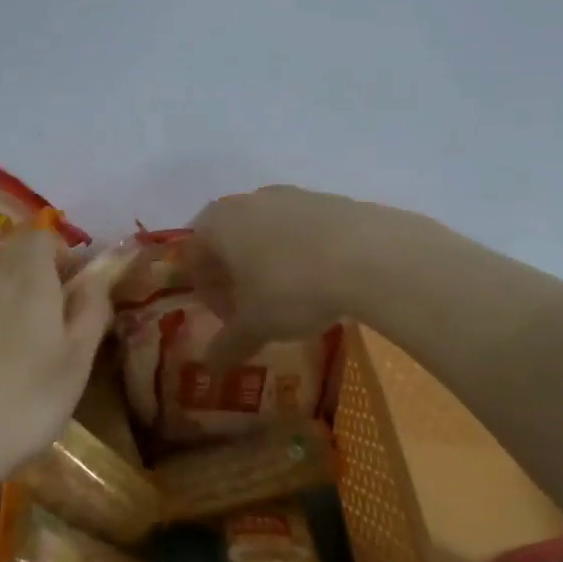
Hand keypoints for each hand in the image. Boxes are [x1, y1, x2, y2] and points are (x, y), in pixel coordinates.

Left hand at [0, 231, 113, 484]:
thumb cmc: (23, 403)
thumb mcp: (77, 362)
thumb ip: (91, 309)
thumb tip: (95, 276)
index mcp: (26, 274)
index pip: (42, 236)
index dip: (58, 257)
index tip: (67, 293)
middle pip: (7, 257)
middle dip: (25, 280)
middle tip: (36, 328)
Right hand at [184, 186, 394, 367]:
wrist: (368, 254)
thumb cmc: (291, 288)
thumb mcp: (255, 325)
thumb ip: (228, 344)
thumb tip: (209, 366)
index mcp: (217, 224)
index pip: (194, 255)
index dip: (206, 291)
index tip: (228, 318)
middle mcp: (247, 201)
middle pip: (228, 239)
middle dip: (235, 275)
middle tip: (254, 308)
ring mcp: (289, 195)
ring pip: (265, 231)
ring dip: (268, 262)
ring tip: (291, 296)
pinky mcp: (326, 199)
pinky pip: (300, 228)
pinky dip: (301, 252)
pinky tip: (322, 280)